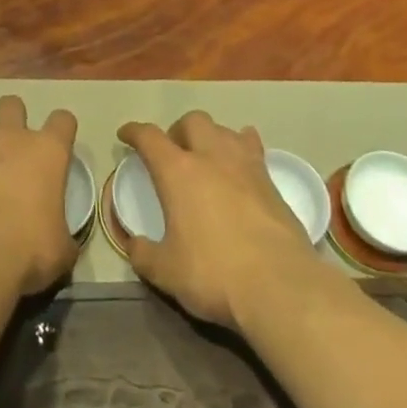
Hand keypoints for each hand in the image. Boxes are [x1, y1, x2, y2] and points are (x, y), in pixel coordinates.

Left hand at [0, 95, 78, 299]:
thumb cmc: (27, 251)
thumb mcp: (61, 251)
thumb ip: (64, 236)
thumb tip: (62, 242)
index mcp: (47, 152)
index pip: (63, 120)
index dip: (62, 130)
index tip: (60, 147)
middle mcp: (10, 138)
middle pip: (12, 104)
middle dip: (13, 119)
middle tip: (13, 148)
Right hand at [116, 110, 328, 330]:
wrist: (280, 286)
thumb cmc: (213, 273)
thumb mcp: (166, 272)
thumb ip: (144, 255)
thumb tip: (134, 245)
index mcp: (177, 172)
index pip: (149, 138)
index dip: (134, 132)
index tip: (126, 135)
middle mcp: (211, 158)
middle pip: (192, 121)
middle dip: (178, 130)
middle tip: (173, 152)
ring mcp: (245, 166)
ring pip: (225, 130)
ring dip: (211, 137)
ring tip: (208, 156)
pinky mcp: (272, 182)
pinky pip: (253, 149)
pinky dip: (242, 150)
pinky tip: (241, 168)